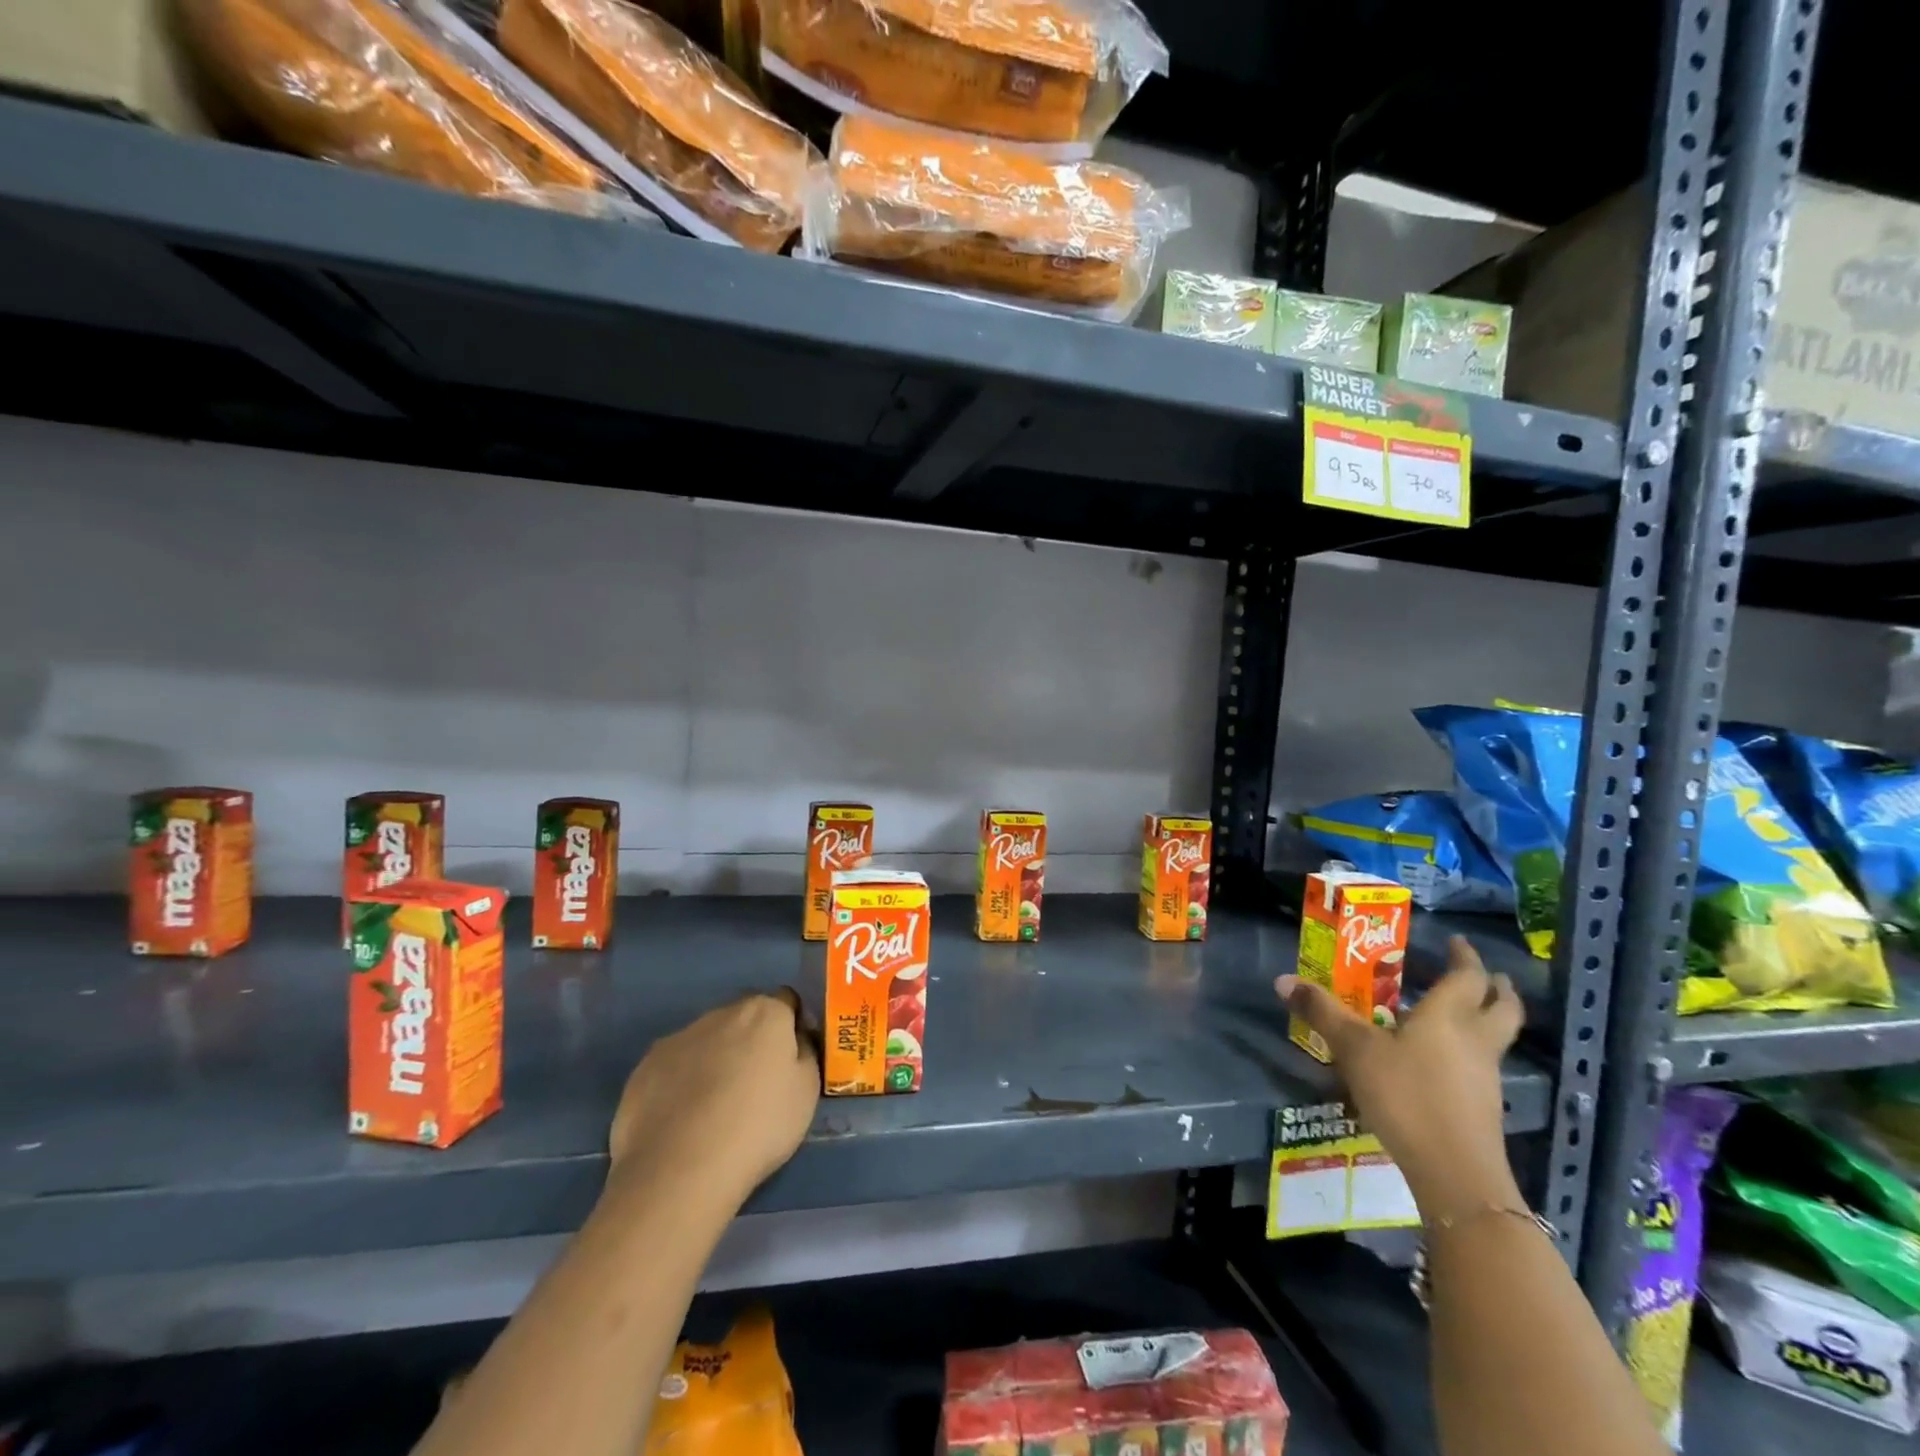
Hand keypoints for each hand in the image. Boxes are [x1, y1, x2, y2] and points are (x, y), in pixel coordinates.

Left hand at [608, 989, 820, 1210]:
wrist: (681, 1170)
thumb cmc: (759, 1126)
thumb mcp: (807, 1092)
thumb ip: (805, 1054)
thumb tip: (796, 1039)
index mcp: (765, 1013)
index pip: (785, 1001)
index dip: (791, 1026)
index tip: (791, 1058)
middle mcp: (721, 1013)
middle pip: (744, 1017)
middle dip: (750, 1040)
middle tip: (755, 1084)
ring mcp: (678, 1038)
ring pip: (706, 1040)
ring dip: (714, 1059)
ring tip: (714, 1107)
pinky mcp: (645, 1067)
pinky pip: (674, 1066)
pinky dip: (681, 1081)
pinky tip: (682, 1118)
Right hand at [1277, 936, 1523, 1220]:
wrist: (1455, 1173)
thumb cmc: (1406, 1095)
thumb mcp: (1354, 1049)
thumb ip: (1322, 1013)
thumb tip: (1282, 979)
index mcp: (1448, 1017)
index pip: (1467, 977)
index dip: (1464, 957)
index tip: (1457, 942)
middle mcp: (1475, 1041)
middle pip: (1504, 1008)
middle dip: (1497, 988)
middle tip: (1487, 975)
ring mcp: (1486, 1077)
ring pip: (1497, 1038)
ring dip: (1487, 1020)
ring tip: (1462, 1014)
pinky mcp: (1483, 1108)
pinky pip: (1484, 1066)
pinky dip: (1473, 1053)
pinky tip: (1446, 1062)